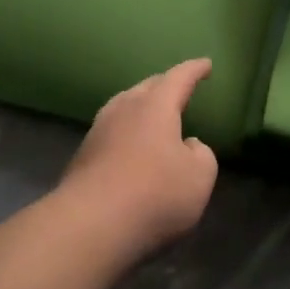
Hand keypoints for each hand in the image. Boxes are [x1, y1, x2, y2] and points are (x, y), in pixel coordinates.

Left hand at [58, 59, 219, 263]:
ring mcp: (99, 130)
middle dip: (165, 85)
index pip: (178, 78)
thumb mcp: (199, 177)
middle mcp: (124, 109)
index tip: (206, 64)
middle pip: (147, 88)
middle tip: (179, 88)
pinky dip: (126, 133)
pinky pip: (111, 132)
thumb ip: (201, 154)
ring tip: (152, 113)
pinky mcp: (83, 155)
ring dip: (141, 107)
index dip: (194, 70)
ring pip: (124, 107)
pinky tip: (130, 148)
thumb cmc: (155, 194)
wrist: (91, 224)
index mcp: (155, 106)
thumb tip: (188, 145)